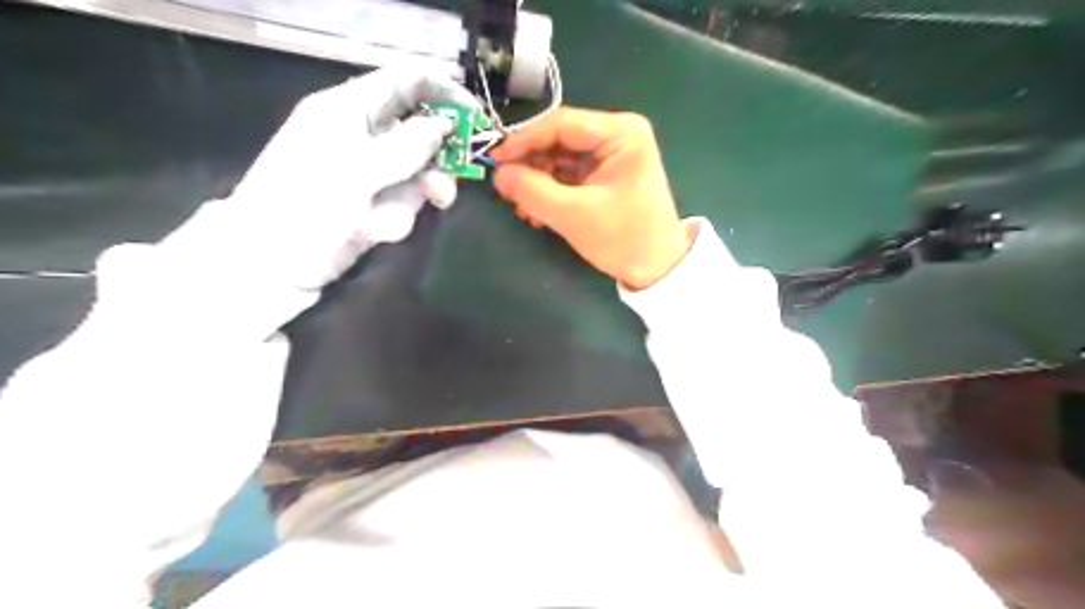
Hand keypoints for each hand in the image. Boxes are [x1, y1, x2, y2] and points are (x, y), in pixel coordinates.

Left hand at [217, 67, 475, 288]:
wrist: (273, 263)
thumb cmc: (305, 203)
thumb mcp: (356, 168)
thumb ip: (406, 146)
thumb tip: (445, 127)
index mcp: (348, 109)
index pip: (404, 82)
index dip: (442, 91)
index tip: (475, 116)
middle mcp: (364, 136)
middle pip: (421, 129)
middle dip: (441, 152)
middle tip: (459, 170)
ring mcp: (373, 173)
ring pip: (421, 171)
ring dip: (422, 191)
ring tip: (421, 207)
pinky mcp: (376, 205)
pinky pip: (407, 204)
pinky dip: (397, 218)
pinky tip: (374, 230)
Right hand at [491, 107, 688, 288]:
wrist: (657, 270)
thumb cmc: (623, 239)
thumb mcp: (574, 215)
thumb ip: (532, 191)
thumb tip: (498, 174)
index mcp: (621, 133)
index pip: (561, 124)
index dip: (523, 140)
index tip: (494, 159)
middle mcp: (617, 136)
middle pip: (559, 140)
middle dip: (531, 165)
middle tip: (506, 188)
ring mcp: (611, 157)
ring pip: (560, 159)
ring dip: (537, 182)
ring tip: (521, 207)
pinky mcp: (605, 177)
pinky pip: (568, 176)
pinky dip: (550, 191)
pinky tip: (536, 212)